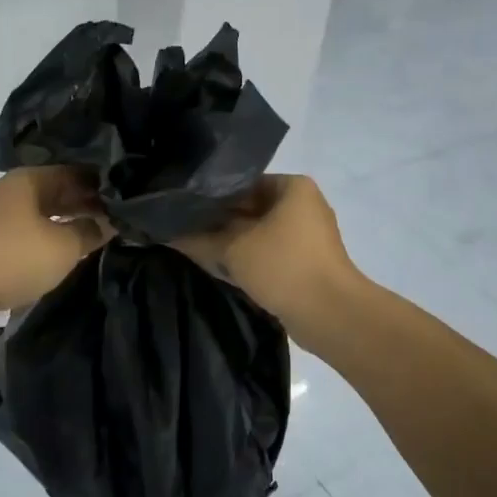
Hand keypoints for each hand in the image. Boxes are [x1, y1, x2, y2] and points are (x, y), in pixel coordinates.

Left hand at [0, 168, 112, 329]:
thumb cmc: (12, 256)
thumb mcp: (63, 246)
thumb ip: (90, 232)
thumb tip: (109, 222)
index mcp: (31, 181)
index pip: (76, 173)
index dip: (103, 185)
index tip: (129, 198)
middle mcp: (14, 194)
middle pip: (58, 194)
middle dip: (87, 206)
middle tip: (121, 220)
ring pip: (44, 218)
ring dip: (68, 227)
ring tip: (100, 239)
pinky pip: (30, 240)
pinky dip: (50, 245)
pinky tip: (67, 257)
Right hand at [170, 175, 364, 340]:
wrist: (330, 314)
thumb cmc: (283, 266)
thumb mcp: (233, 249)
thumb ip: (198, 239)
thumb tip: (166, 234)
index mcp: (293, 187)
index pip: (242, 182)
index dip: (211, 195)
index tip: (183, 206)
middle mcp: (303, 206)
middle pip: (249, 208)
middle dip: (218, 221)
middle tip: (182, 228)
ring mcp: (306, 237)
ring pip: (257, 233)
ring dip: (230, 243)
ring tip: (193, 247)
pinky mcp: (304, 264)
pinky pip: (268, 254)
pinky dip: (246, 259)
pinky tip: (218, 266)